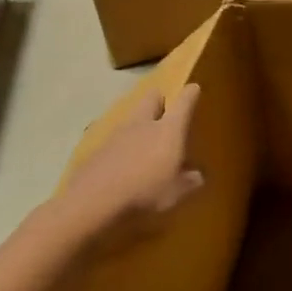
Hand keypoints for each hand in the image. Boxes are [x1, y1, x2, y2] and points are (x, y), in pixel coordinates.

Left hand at [54, 83, 204, 255]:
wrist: (93, 202)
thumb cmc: (144, 192)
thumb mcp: (175, 193)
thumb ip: (189, 182)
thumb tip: (198, 176)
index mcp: (167, 130)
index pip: (183, 103)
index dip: (190, 94)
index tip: (194, 88)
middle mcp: (143, 124)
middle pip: (151, 98)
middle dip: (160, 100)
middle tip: (166, 111)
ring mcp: (117, 133)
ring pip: (132, 117)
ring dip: (140, 123)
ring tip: (145, 142)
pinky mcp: (98, 148)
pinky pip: (116, 138)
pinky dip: (124, 145)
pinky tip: (124, 163)